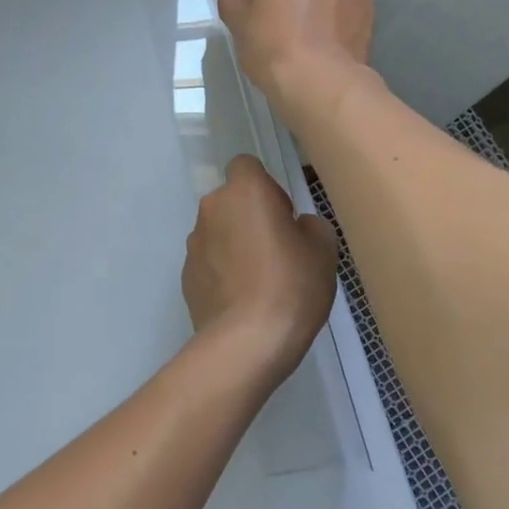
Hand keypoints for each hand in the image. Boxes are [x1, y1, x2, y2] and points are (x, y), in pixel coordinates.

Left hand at [181, 154, 338, 387]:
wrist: (247, 342)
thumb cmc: (291, 285)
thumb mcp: (323, 249)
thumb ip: (309, 225)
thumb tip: (295, 226)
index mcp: (244, 192)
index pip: (247, 166)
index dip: (266, 187)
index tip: (284, 215)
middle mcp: (211, 208)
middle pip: (231, 200)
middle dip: (250, 217)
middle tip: (277, 250)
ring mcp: (193, 243)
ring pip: (219, 232)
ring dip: (235, 245)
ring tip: (260, 282)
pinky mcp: (185, 276)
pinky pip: (209, 262)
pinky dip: (223, 272)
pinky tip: (242, 301)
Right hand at [216, 0, 373, 117]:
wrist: (320, 81)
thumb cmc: (271, 45)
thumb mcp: (235, 22)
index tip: (247, 15)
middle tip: (273, 24)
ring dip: (308, 1)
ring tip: (300, 35)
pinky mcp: (365, 5)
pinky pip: (339, 5)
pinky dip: (330, 16)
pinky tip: (321, 43)